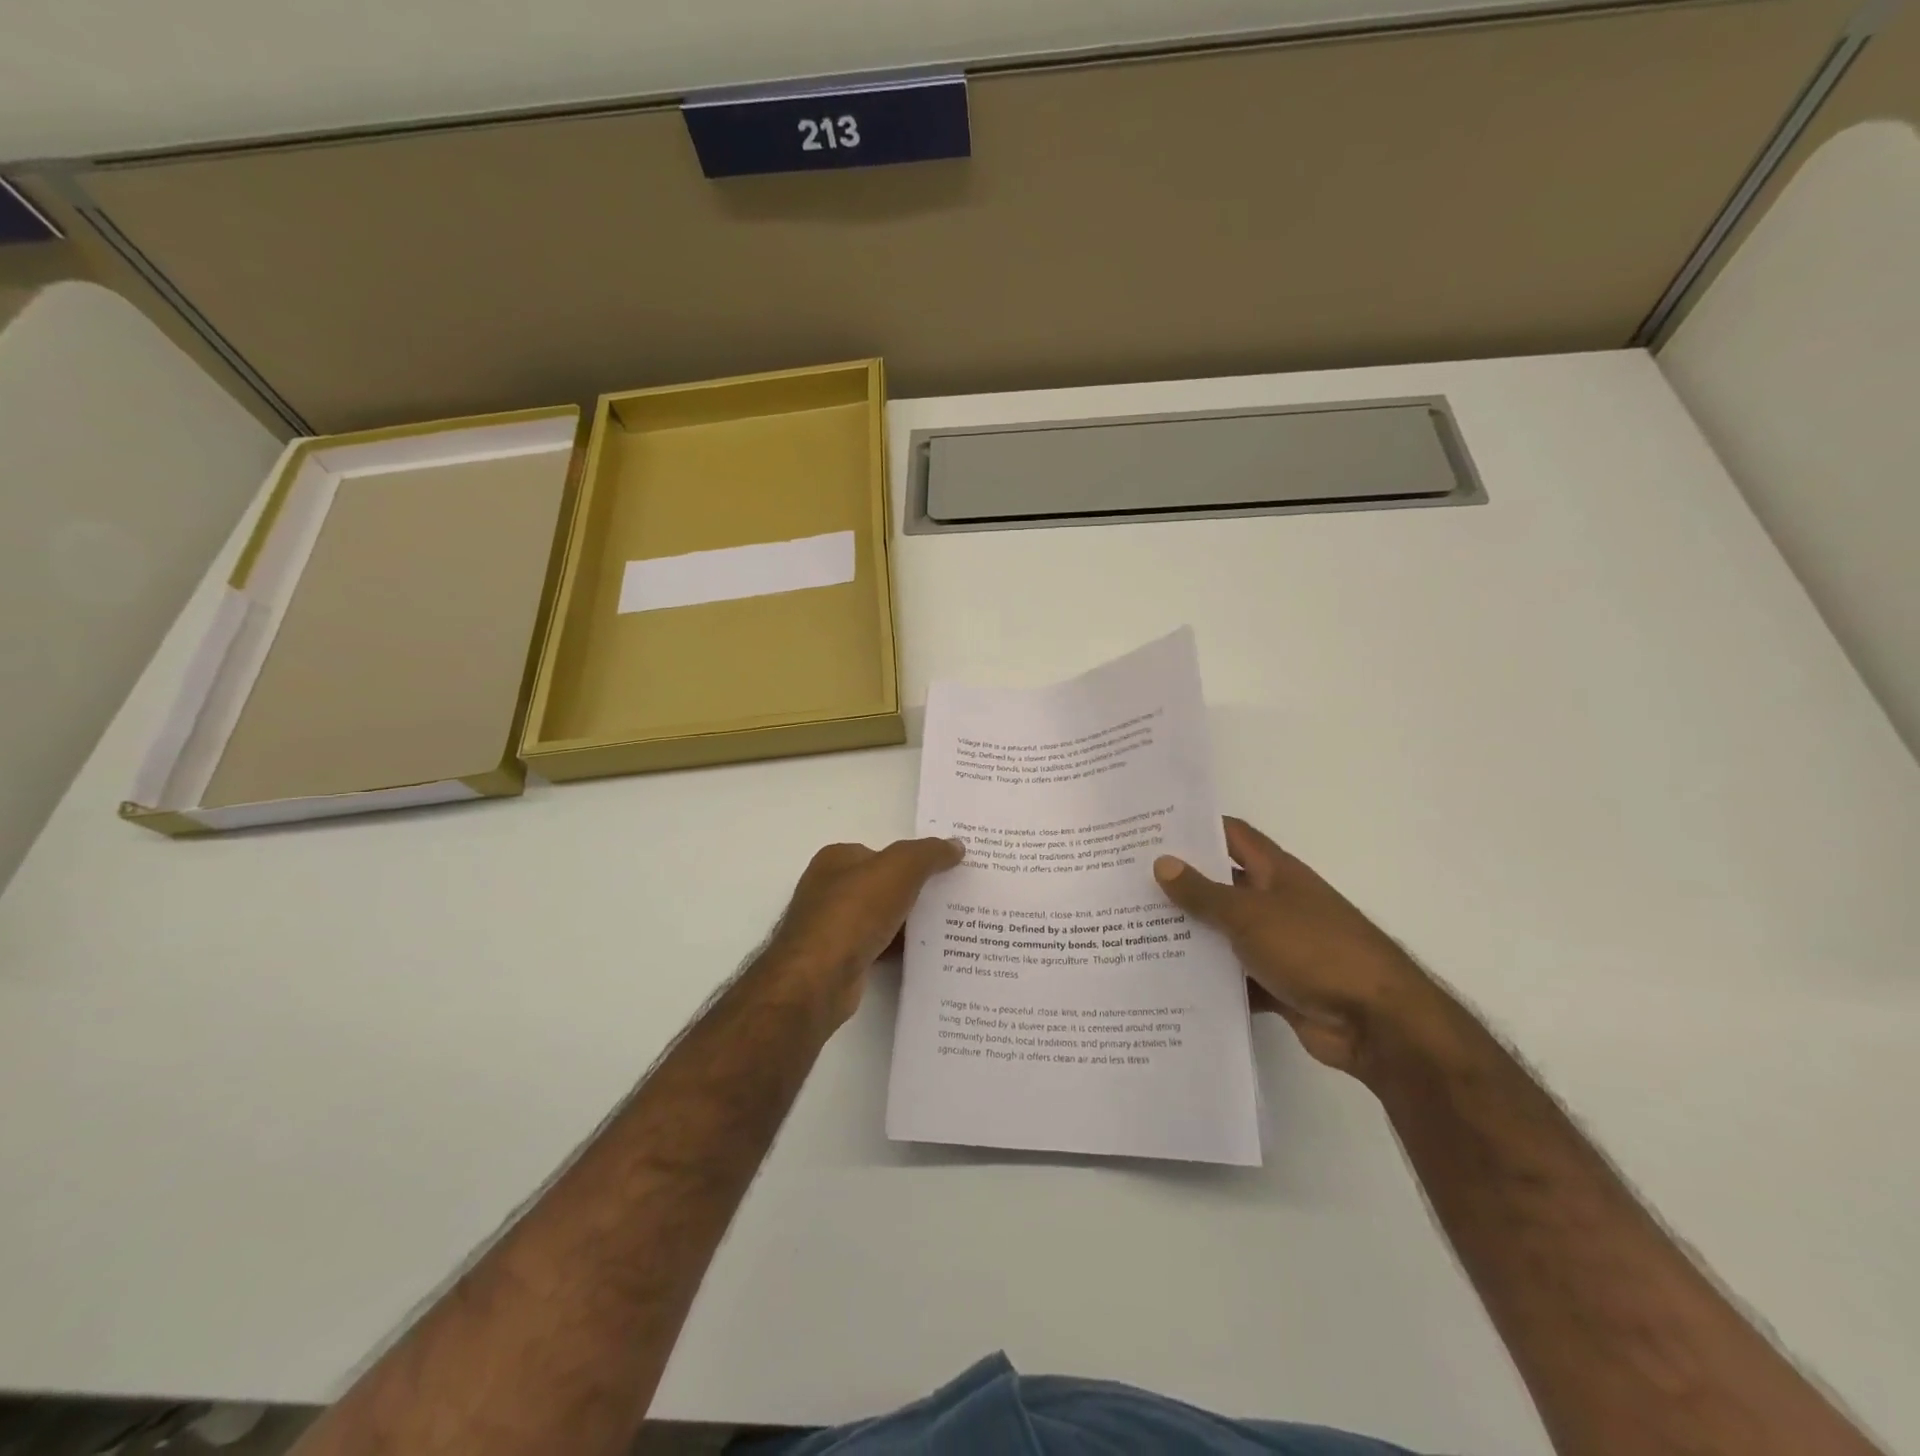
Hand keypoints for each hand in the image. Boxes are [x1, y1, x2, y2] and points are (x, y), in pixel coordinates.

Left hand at [759, 837, 964, 1030]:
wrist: (819, 978)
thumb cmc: (854, 912)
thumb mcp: (900, 869)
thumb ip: (928, 853)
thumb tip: (955, 845)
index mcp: (837, 860)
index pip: (882, 853)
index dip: (913, 859)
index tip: (946, 869)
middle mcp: (829, 889)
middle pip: (882, 885)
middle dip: (914, 891)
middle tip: (953, 898)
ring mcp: (832, 926)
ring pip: (882, 918)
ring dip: (909, 923)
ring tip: (948, 927)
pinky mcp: (839, 959)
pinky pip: (879, 946)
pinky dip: (899, 949)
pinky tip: (925, 955)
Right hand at [1153, 817, 1451, 1081]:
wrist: (1378, 1023)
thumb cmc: (1314, 949)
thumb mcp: (1250, 915)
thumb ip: (1203, 893)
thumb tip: (1162, 862)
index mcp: (1275, 872)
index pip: (1230, 835)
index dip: (1194, 828)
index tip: (1150, 829)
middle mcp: (1276, 902)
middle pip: (1221, 884)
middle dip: (1181, 885)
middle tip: (1128, 884)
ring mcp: (1278, 945)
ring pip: (1224, 933)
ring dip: (1191, 936)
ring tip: (1134, 934)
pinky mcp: (1279, 985)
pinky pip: (1235, 977)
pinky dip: (1210, 980)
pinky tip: (1168, 983)